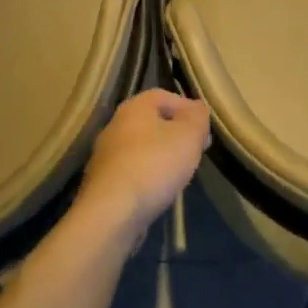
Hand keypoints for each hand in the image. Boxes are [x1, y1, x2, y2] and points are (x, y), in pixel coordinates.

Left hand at [80, 88, 210, 237]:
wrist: (112, 212)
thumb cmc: (154, 164)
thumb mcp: (188, 135)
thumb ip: (197, 117)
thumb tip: (198, 108)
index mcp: (134, 107)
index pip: (164, 96)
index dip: (187, 107)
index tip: (203, 128)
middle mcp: (115, 126)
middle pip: (152, 122)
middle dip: (176, 133)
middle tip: (195, 150)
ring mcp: (105, 155)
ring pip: (141, 147)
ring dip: (162, 155)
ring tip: (180, 172)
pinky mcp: (103, 182)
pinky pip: (132, 170)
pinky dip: (148, 175)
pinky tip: (159, 190)